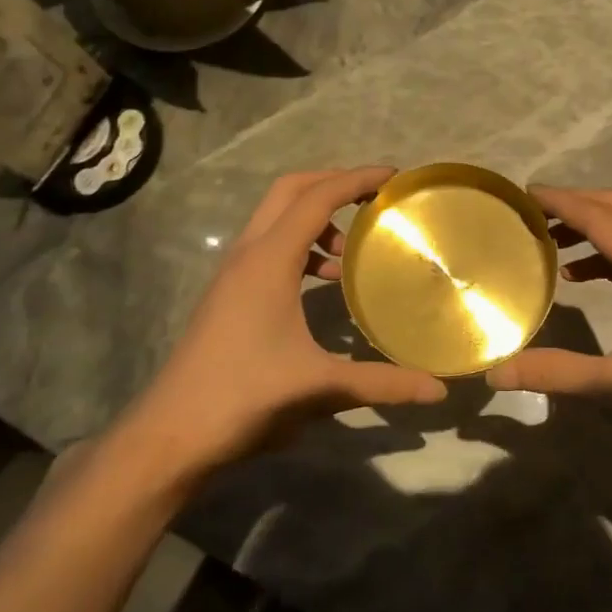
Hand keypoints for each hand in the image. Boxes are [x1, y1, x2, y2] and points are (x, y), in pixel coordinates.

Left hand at [121, 167, 445, 481]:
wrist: (172, 434)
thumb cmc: (245, 398)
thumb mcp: (320, 387)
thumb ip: (382, 384)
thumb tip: (438, 392)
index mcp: (269, 261)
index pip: (317, 198)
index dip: (356, 180)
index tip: (394, 177)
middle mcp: (248, 255)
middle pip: (290, 192)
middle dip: (333, 184)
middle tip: (374, 198)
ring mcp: (233, 274)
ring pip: (276, 219)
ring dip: (315, 219)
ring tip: (351, 251)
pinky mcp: (229, 294)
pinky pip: (269, 248)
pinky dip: (300, 247)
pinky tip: (323, 282)